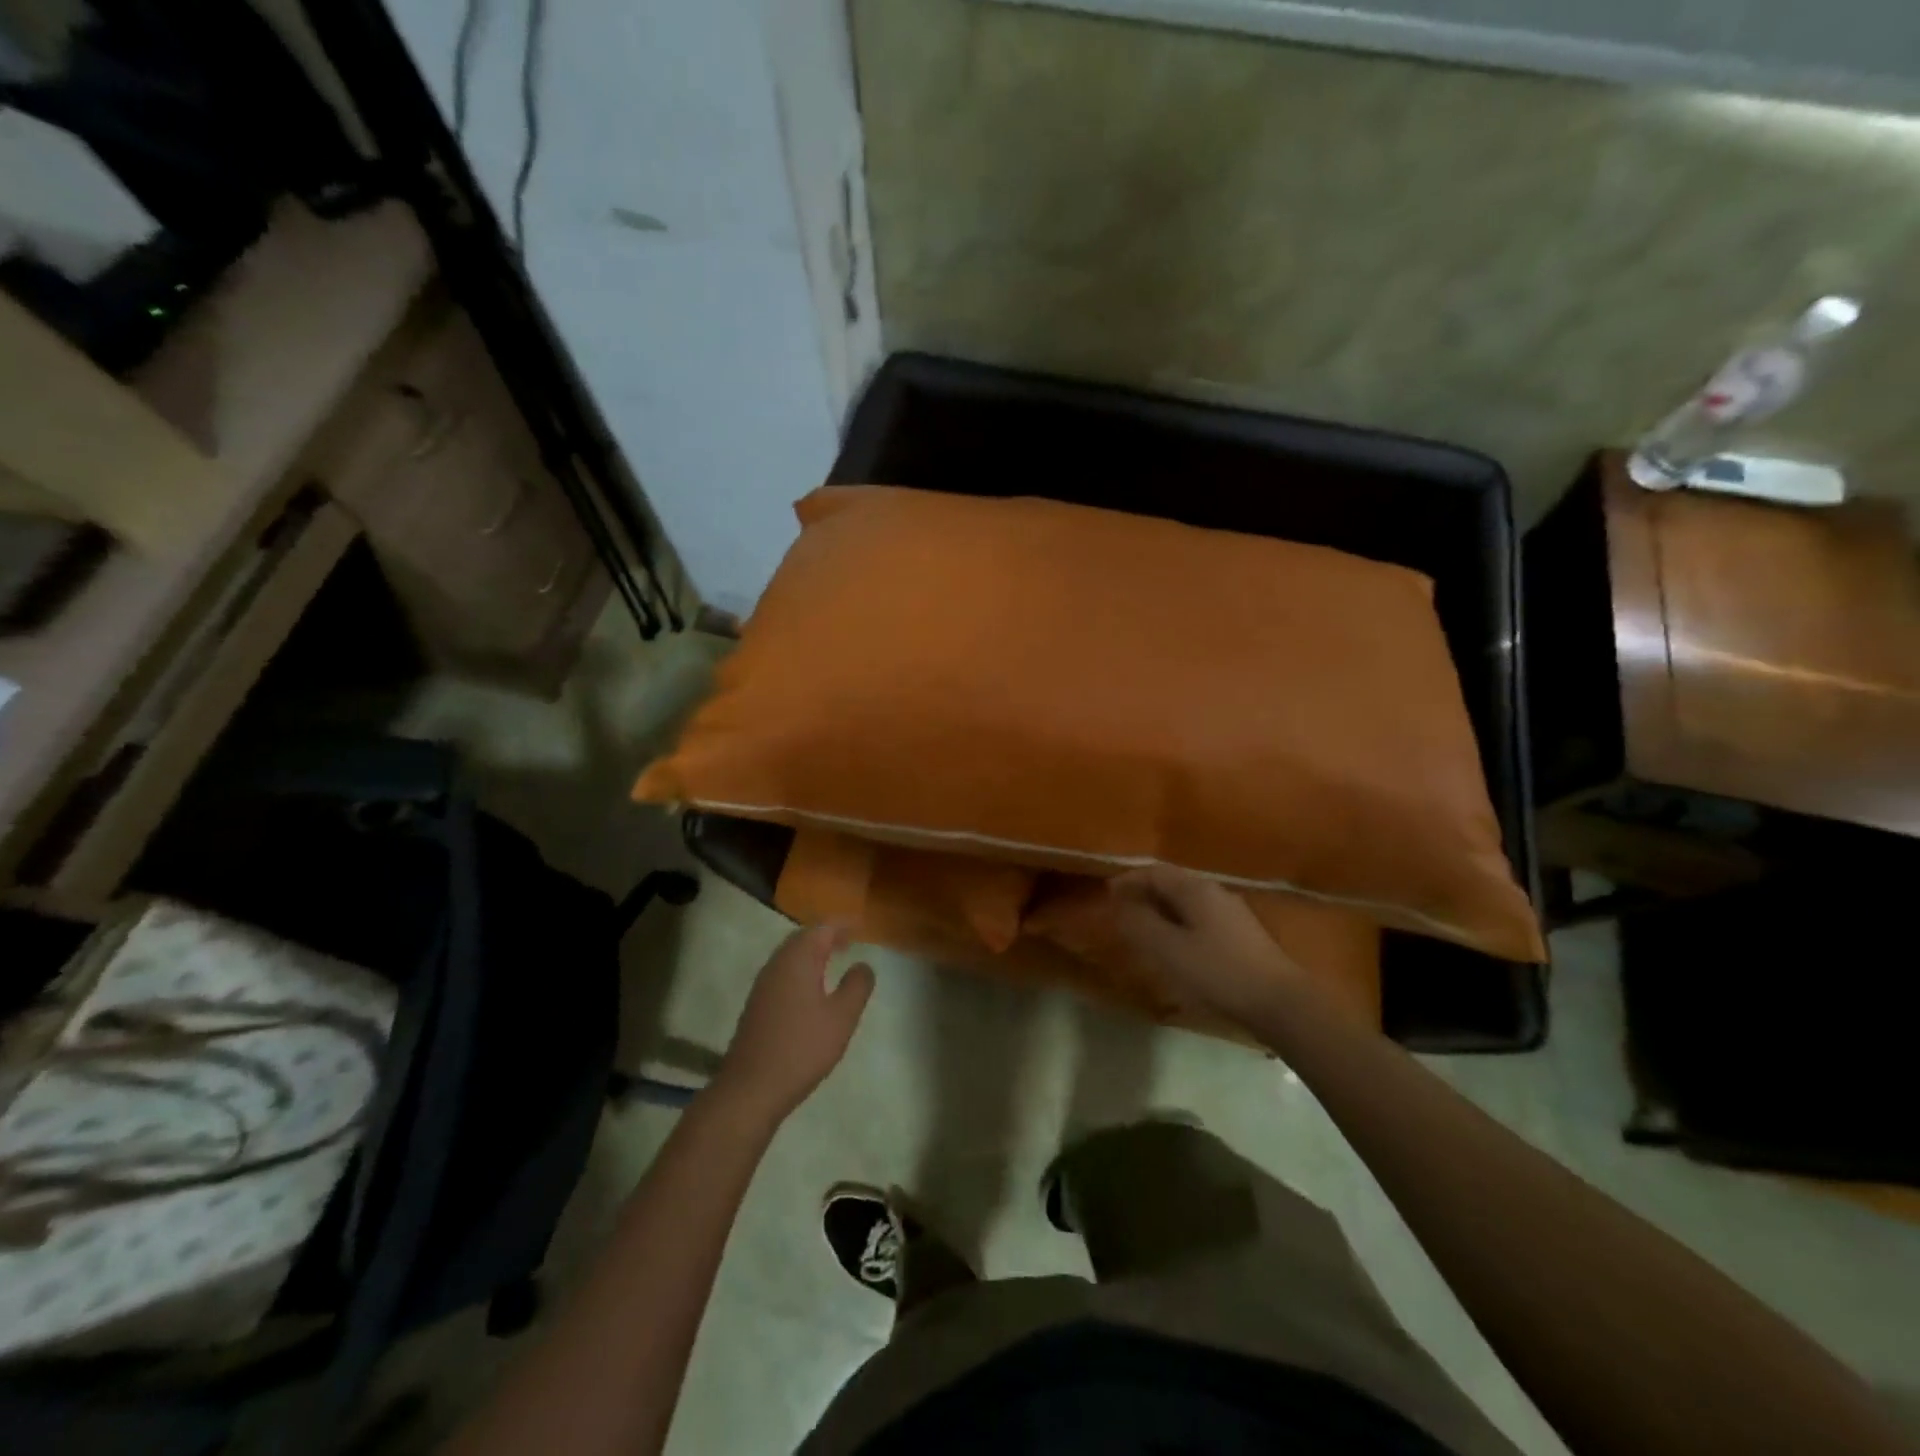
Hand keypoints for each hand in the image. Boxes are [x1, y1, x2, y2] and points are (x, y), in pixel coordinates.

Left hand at [714, 924, 874, 1123]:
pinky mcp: (757, 1004)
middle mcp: (777, 964)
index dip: (843, 924)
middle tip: (849, 939)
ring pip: (790, 955)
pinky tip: (812, 988)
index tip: (861, 925)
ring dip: (813, 952)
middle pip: (803, 937)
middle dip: (826, 935)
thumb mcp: (841, 1017)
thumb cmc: (802, 1048)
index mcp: (798, 960)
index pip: (822, 928)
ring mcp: (763, 985)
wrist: (751, 1088)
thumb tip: (863, 964)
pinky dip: (801, 968)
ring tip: (834, 958)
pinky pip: (783, 973)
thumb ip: (857, 986)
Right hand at [1107, 866, 1302, 1026]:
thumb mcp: (1169, 949)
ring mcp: (1232, 914)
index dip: (1129, 880)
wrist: (1279, 1003)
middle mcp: (1215, 893)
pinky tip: (1175, 947)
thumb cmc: (1218, 972)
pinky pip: (1200, 919)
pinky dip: (1179, 925)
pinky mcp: (1242, 936)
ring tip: (1143, 930)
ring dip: (1162, 910)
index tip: (1108, 894)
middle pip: (1173, 884)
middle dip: (1144, 894)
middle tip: (1122, 911)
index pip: (1155, 872)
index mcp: (1196, 890)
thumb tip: (1119, 904)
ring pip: (1187, 903)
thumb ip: (1140, 923)